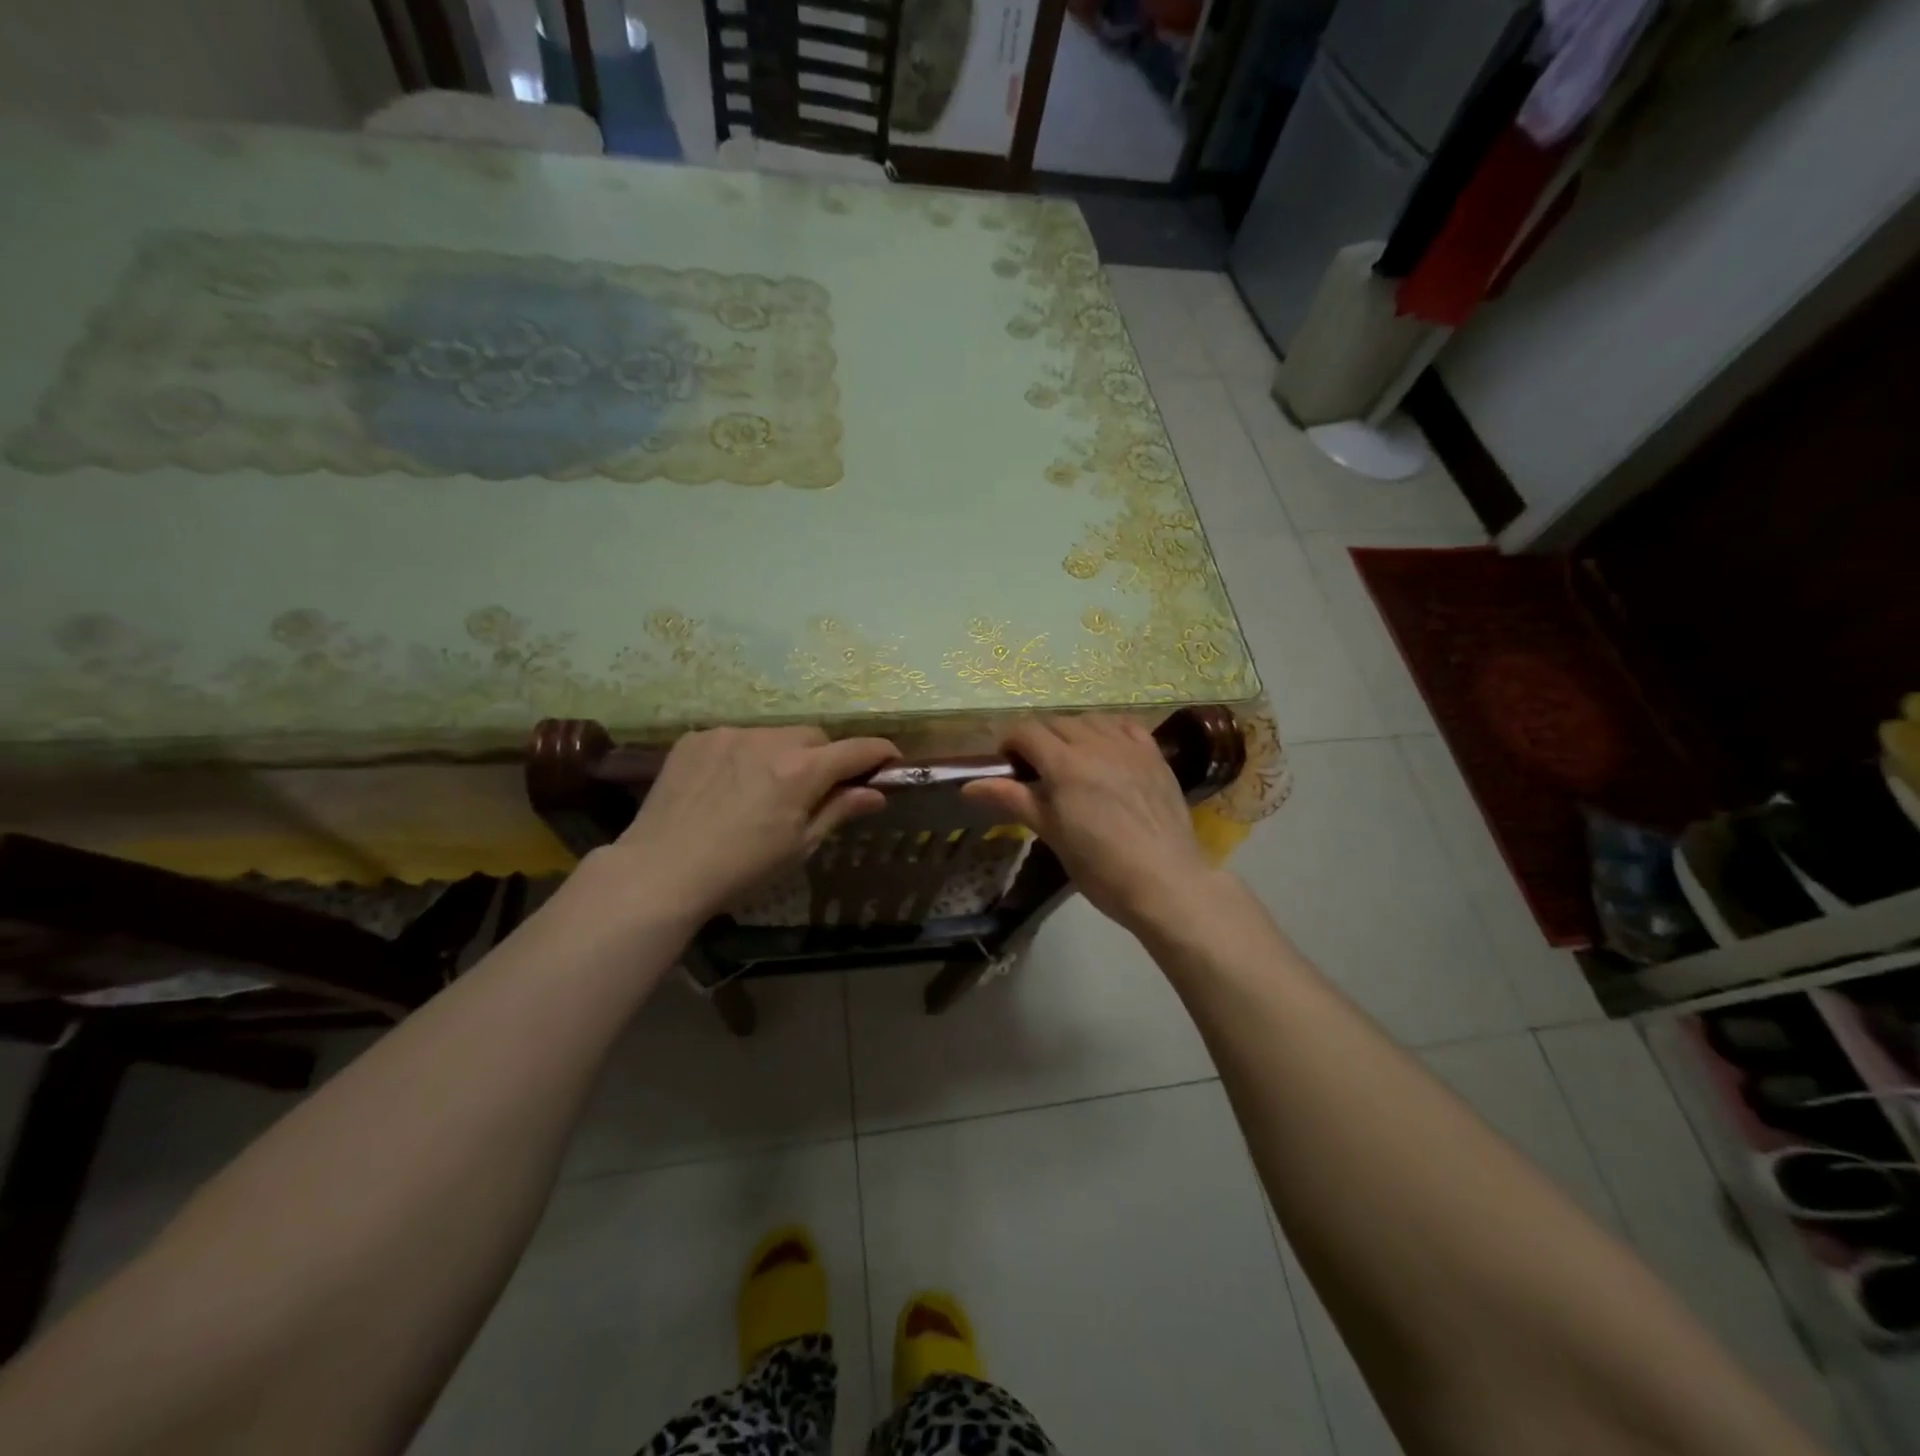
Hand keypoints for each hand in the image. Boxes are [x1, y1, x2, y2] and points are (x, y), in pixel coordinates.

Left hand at [612, 726, 898, 919]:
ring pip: (774, 735)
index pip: (857, 749)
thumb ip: (839, 810)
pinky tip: (726, 786)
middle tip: (816, 788)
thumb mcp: (800, 846)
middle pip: (815, 737)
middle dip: (825, 757)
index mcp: (802, 770)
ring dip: (782, 754)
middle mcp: (770, 740)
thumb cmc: (742, 868)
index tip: (891, 761)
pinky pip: (735, 739)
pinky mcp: (696, 738)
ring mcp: (729, 734)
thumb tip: (876, 793)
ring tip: (763, 789)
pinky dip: (743, 755)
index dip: (880, 753)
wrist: (661, 870)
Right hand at [962, 716, 1217, 931]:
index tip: (1009, 765)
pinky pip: (1126, 726)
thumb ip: (1013, 800)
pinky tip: (1108, 751)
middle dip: (1039, 739)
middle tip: (1037, 770)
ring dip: (1073, 732)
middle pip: (1056, 722)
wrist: (1165, 883)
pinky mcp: (1155, 756)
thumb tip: (968, 786)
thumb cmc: (1100, 867)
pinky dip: (1109, 731)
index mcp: (1064, 763)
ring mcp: (1129, 747)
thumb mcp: (1052, 834)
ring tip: (1072, 760)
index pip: (1026, 731)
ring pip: (1091, 720)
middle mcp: (1096, 744)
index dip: (1010, 743)